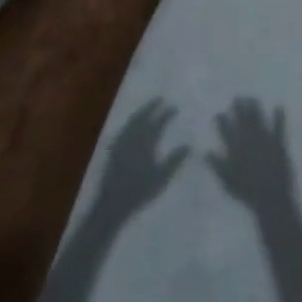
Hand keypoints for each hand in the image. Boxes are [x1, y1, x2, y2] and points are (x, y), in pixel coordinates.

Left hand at [92, 99, 189, 220]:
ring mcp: (121, 142)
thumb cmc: (140, 190)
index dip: (166, 113)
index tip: (174, 107)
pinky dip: (129, 123)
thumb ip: (175, 159)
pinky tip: (130, 126)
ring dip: (140, 112)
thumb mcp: (162, 176)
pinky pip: (123, 130)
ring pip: (132, 121)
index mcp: (147, 141)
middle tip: (159, 99)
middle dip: (151, 106)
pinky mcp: (113, 149)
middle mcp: (133, 137)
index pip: (158, 122)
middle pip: (143, 116)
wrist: (113, 202)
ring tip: (146, 108)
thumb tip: (188, 144)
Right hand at [207, 99, 294, 211]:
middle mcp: (250, 139)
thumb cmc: (246, 191)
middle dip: (239, 108)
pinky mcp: (278, 143)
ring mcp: (265, 139)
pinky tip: (279, 106)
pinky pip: (279, 127)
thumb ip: (217, 165)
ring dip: (256, 108)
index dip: (222, 120)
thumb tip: (205, 152)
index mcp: (236, 148)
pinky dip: (279, 116)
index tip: (219, 113)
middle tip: (237, 98)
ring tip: (252, 99)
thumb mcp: (227, 181)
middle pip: (243, 120)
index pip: (226, 130)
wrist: (270, 197)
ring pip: (259, 119)